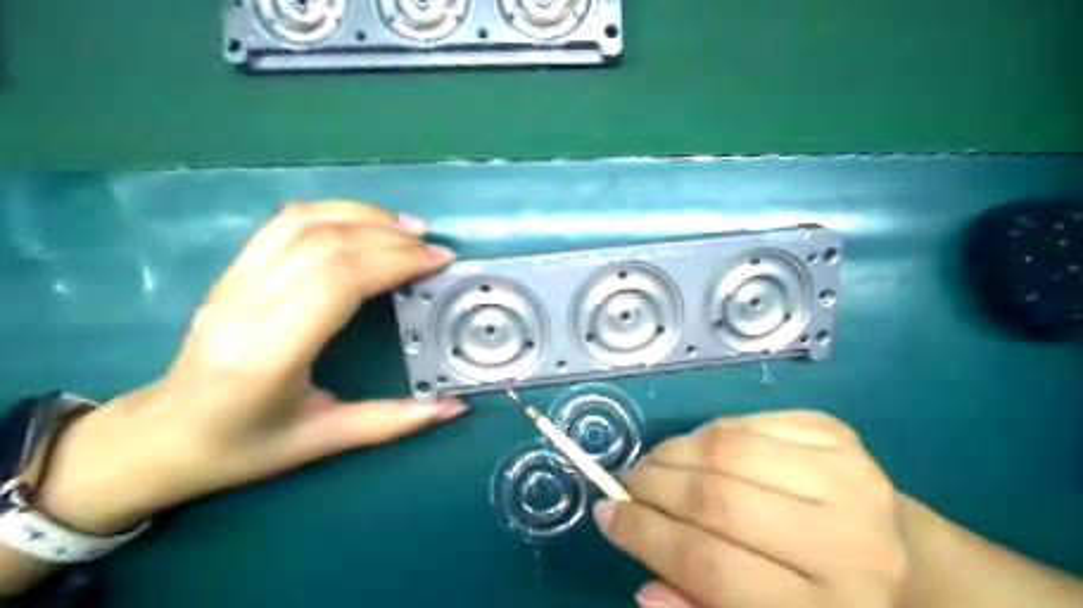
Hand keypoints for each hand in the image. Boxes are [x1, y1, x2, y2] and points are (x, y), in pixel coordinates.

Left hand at [31, 202, 464, 534]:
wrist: (160, 438)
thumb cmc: (242, 447)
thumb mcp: (322, 441)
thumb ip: (392, 421)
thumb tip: (455, 407)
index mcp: (268, 351)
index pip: (338, 280)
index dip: (395, 261)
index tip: (438, 262)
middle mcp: (246, 304)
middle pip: (326, 243)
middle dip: (391, 238)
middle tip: (436, 249)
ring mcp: (232, 281)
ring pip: (303, 221)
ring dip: (364, 215)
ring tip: (409, 227)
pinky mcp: (231, 271)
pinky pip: (284, 224)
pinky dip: (333, 212)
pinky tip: (366, 222)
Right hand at [595, 411, 907, 604]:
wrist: (914, 568)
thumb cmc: (828, 604)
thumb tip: (641, 585)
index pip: (709, 565)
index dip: (644, 536)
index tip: (606, 516)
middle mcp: (845, 541)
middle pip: (716, 498)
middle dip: (652, 487)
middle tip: (627, 485)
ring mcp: (846, 475)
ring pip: (727, 448)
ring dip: (673, 452)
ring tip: (654, 464)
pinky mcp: (838, 435)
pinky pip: (748, 421)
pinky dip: (708, 432)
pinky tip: (698, 448)